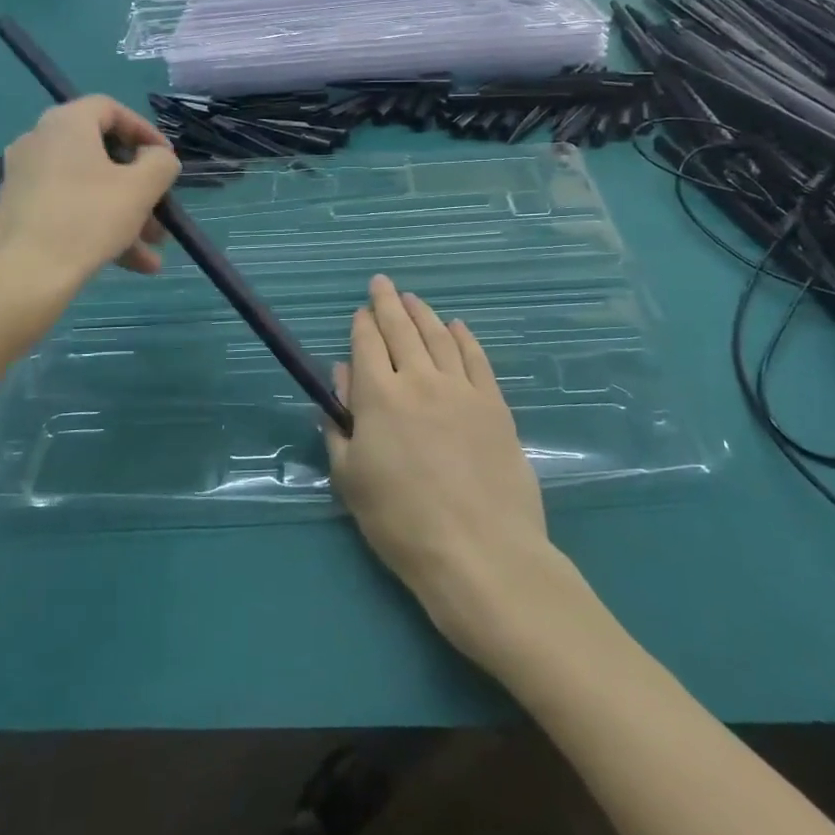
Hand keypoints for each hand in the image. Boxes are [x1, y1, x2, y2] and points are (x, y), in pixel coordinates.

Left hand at [0, 96, 178, 361]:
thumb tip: (157, 158)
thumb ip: (160, 163)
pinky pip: (71, 209)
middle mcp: (40, 142)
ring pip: (89, 187)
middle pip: (102, 154)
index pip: (111, 109)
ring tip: (154, 249)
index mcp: (66, 124)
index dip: (145, 131)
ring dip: (127, 213)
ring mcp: (26, 178)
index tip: (167, 160)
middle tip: (163, 210)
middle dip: (140, 185)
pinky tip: (132, 263)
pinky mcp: (20, 211)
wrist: (22, 278)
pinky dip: (101, 227)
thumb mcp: (140, 188)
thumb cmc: (86, 220)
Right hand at [326, 276, 550, 662]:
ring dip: (423, 313)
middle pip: (402, 330)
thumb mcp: (351, 479)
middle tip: (382, 283)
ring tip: (413, 299)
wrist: (480, 551)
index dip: (362, 325)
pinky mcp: (495, 404)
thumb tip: (341, 378)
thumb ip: (340, 423)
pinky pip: (477, 358)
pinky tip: (457, 326)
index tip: (360, 312)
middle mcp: (420, 380)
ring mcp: (462, 389)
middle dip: (388, 303)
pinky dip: (464, 337)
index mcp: (379, 398)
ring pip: (439, 337)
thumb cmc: (402, 523)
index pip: (367, 345)